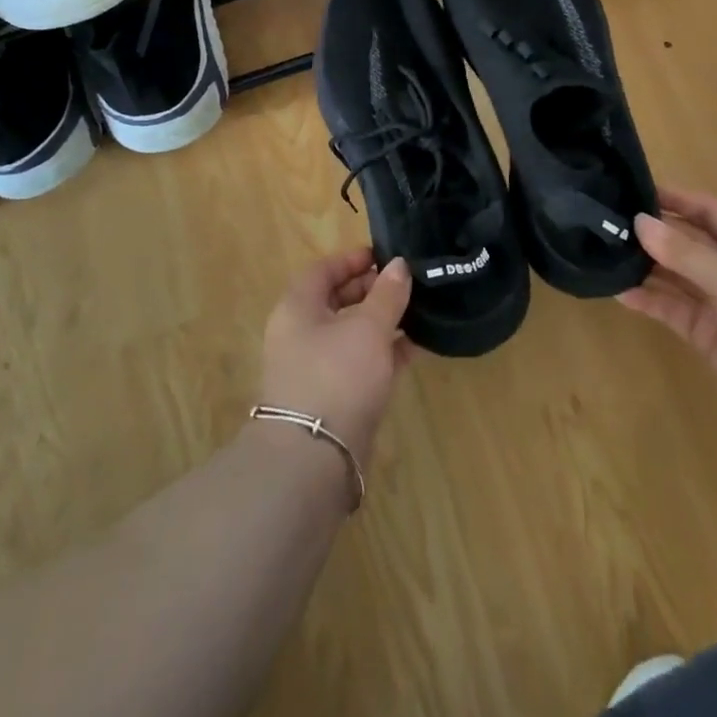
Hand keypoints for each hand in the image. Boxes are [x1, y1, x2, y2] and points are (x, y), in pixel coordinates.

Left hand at [259, 248, 414, 462]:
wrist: (314, 460)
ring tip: (418, 311)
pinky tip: (415, 346)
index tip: (386, 256)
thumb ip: (387, 294)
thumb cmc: (337, 376)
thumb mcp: (368, 328)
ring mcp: (316, 368)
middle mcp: (301, 334)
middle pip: (336, 300)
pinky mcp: (334, 398)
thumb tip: (398, 264)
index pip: (323, 270)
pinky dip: (384, 352)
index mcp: (298, 308)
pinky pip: (361, 362)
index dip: (353, 259)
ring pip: (351, 333)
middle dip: (371, 290)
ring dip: (382, 321)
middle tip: (406, 284)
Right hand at [619, 186, 716, 431]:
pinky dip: (648, 300)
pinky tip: (619, 292)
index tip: (635, 190)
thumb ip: (683, 252)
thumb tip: (638, 221)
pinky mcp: (706, 332)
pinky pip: (671, 308)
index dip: (677, 199)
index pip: (709, 211)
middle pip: (688, 242)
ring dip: (645, 265)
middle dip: (654, 233)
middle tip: (608, 222)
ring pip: (676, 275)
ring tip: (606, 253)